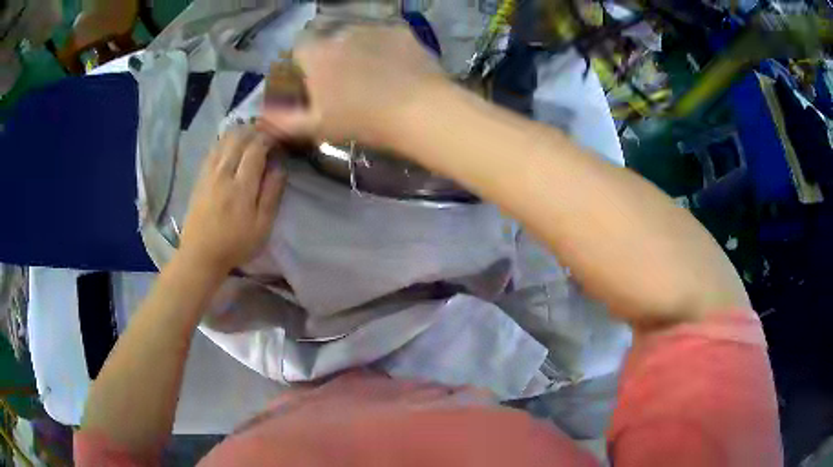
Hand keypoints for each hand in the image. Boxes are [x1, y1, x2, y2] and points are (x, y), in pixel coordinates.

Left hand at [178, 127, 286, 273]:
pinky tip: (231, 142)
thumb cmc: (235, 244)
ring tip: (251, 133)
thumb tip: (279, 166)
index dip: (269, 137)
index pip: (256, 148)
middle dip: (255, 130)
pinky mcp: (200, 177)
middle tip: (267, 132)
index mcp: (241, 186)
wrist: (200, 255)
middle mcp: (223, 173)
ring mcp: (208, 173)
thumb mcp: (262, 226)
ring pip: (224, 140)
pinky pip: (213, 149)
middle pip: (239, 138)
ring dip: (239, 132)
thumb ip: (272, 194)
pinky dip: (224, 140)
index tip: (279, 138)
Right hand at [260, 25, 446, 146]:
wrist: (421, 111)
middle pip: (328, 42)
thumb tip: (259, 117)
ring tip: (375, 75)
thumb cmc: (363, 121)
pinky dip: (385, 47)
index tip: (315, 84)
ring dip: (358, 50)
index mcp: (317, 55)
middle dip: (331, 58)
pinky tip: (397, 67)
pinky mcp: (401, 30)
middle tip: (348, 83)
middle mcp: (341, 33)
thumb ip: (283, 120)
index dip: (304, 66)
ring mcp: (374, 28)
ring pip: (357, 37)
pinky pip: (385, 36)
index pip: (299, 51)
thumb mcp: (317, 126)